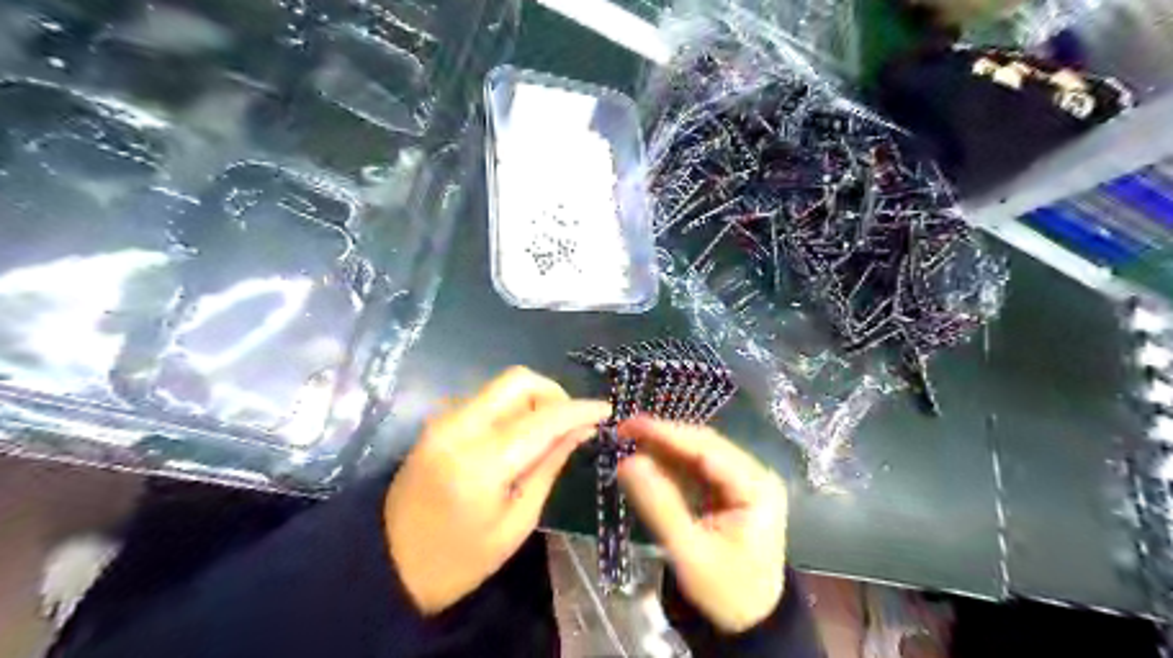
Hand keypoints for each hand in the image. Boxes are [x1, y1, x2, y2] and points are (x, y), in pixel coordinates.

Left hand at [387, 366, 608, 613]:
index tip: (606, 410)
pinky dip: (512, 408)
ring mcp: (443, 420)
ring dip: (533, 400)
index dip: (579, 409)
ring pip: (502, 386)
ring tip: (548, 433)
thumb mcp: (516, 523)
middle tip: (570, 423)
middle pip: (518, 380)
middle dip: (554, 393)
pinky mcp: (438, 423)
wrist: (385, 565)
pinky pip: (486, 400)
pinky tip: (519, 437)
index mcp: (480, 462)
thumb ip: (548, 467)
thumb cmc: (458, 560)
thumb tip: (580, 430)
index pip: (542, 418)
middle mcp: (458, 427)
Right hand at [615, 418, 786, 634]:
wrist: (750, 620)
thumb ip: (660, 505)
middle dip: (663, 437)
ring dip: (664, 448)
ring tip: (629, 441)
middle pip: (703, 445)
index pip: (706, 448)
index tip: (629, 425)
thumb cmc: (725, 590)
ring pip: (698, 453)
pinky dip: (671, 464)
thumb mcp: (689, 552)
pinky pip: (697, 468)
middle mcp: (754, 474)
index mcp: (756, 487)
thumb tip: (628, 462)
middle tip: (623, 430)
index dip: (666, 434)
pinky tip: (647, 460)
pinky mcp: (730, 489)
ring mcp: (743, 480)